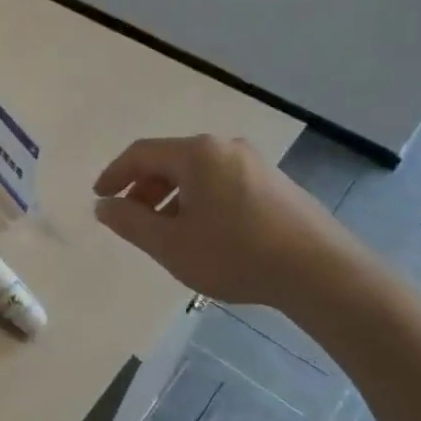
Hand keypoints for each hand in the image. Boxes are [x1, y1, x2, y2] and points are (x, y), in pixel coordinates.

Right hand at [92, 135, 355, 312]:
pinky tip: (202, 233)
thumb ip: (129, 222)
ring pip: (196, 173)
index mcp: (196, 154)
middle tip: (130, 219)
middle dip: (143, 188)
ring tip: (164, 232)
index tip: (100, 198)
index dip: (114, 175)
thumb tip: (103, 206)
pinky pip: (220, 183)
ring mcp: (254, 164)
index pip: (141, 154)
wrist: (321, 272)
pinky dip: (198, 201)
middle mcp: (224, 148)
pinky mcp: (274, 183)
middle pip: (170, 161)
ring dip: (170, 197)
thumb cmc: (235, 254)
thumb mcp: (170, 244)